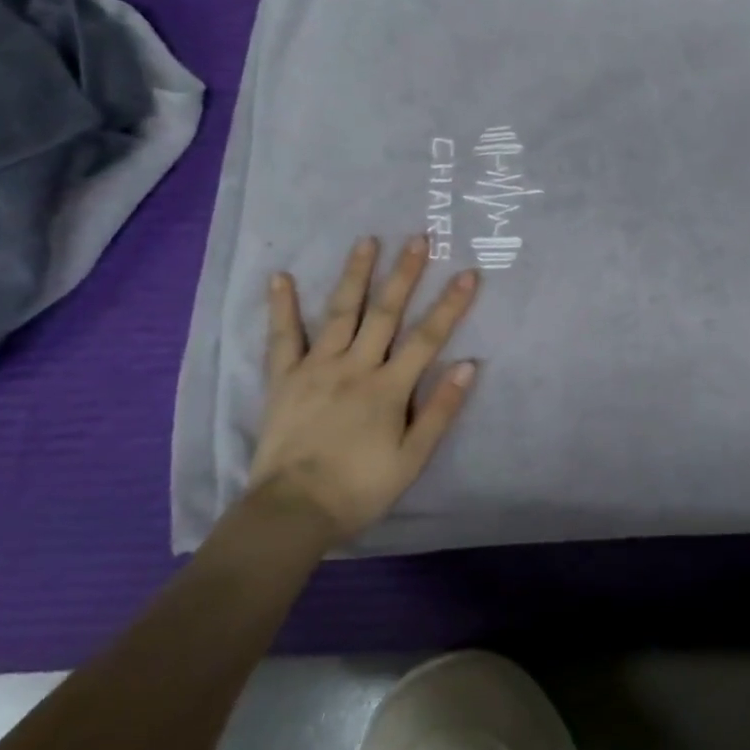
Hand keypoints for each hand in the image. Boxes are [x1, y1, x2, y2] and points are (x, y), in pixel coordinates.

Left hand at [249, 235, 478, 546]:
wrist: (292, 512)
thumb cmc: (359, 488)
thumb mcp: (412, 458)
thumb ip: (440, 410)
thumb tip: (469, 365)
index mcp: (388, 388)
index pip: (427, 337)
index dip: (450, 305)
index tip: (467, 273)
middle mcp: (355, 367)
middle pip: (385, 313)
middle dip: (404, 274)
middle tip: (418, 238)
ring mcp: (316, 369)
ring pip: (340, 313)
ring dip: (355, 275)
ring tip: (367, 241)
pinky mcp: (284, 379)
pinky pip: (282, 338)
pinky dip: (282, 307)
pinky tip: (280, 277)